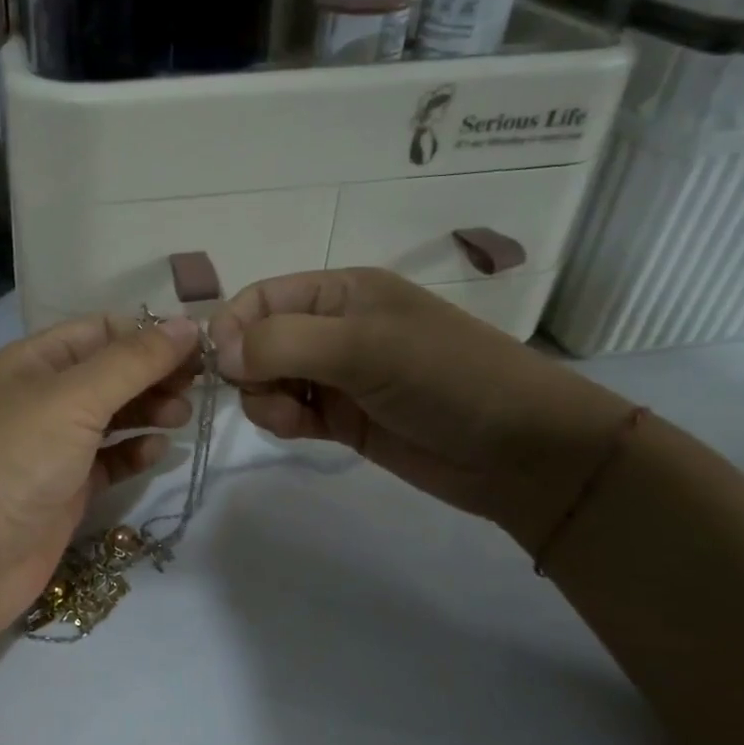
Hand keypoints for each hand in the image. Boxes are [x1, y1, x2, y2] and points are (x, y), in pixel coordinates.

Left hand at [0, 315, 201, 640]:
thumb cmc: (14, 460)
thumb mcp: (74, 398)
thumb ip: (133, 362)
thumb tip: (187, 326)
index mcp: (37, 361)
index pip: (102, 330)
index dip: (149, 333)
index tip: (200, 346)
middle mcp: (44, 398)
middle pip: (112, 373)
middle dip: (155, 373)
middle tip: (201, 384)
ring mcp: (55, 446)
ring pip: (114, 416)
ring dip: (150, 410)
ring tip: (183, 415)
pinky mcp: (66, 490)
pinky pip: (110, 461)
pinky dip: (135, 453)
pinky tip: (159, 451)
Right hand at [208, 270, 633, 551]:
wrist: (520, 452)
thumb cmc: (446, 379)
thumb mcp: (365, 348)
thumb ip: (286, 343)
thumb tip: (223, 355)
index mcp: (342, 292)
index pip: (262, 296)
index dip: (233, 325)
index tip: (224, 366)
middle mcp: (333, 328)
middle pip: (258, 339)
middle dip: (249, 368)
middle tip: (268, 394)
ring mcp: (337, 375)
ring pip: (267, 379)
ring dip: (264, 398)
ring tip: (293, 418)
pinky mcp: (341, 417)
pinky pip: (288, 411)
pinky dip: (282, 420)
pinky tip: (301, 430)